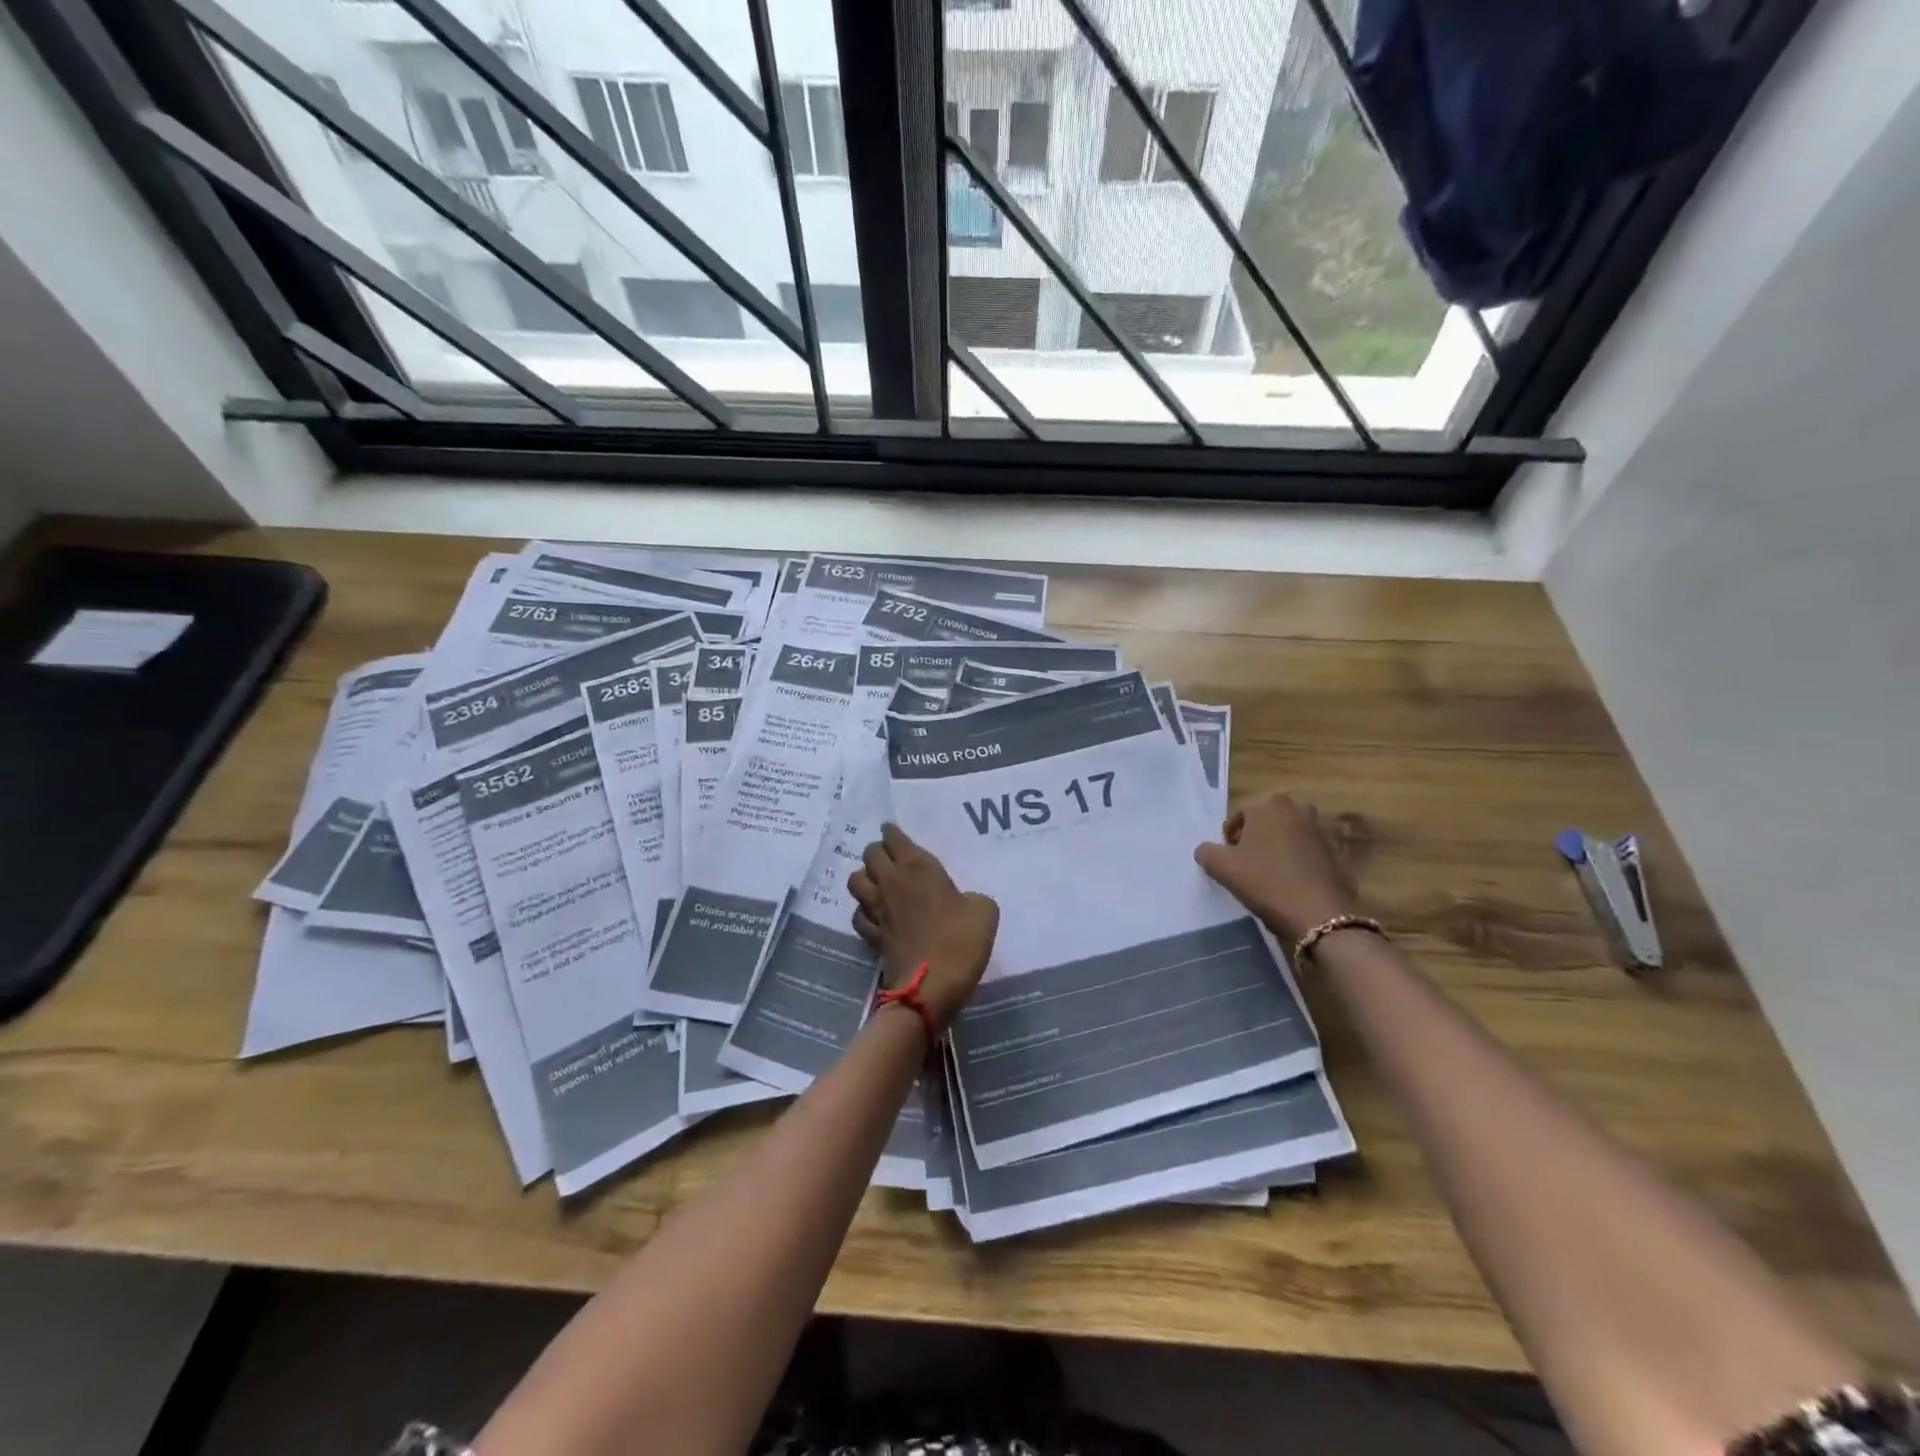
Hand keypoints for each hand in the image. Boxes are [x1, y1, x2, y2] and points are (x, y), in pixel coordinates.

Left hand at [848, 824, 997, 1031]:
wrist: (931, 986)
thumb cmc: (960, 941)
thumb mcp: (984, 910)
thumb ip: (971, 897)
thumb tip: (962, 901)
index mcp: (917, 867)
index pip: (894, 837)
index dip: (893, 832)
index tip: (894, 832)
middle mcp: (891, 882)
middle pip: (870, 854)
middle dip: (878, 851)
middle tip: (890, 856)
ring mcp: (877, 909)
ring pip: (855, 880)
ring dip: (864, 877)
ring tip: (877, 882)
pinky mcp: (871, 935)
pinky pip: (858, 914)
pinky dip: (863, 911)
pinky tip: (874, 915)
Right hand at [1194, 792, 1358, 943]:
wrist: (1319, 913)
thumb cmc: (1265, 882)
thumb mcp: (1222, 868)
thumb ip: (1206, 852)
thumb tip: (1207, 850)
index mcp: (1267, 804)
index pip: (1238, 815)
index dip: (1229, 838)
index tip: (1229, 860)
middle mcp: (1295, 807)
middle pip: (1264, 821)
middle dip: (1253, 837)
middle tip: (1246, 864)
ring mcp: (1318, 827)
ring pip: (1285, 833)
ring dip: (1274, 847)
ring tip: (1268, 873)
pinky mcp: (1334, 848)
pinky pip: (1304, 848)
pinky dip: (1294, 858)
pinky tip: (1289, 880)